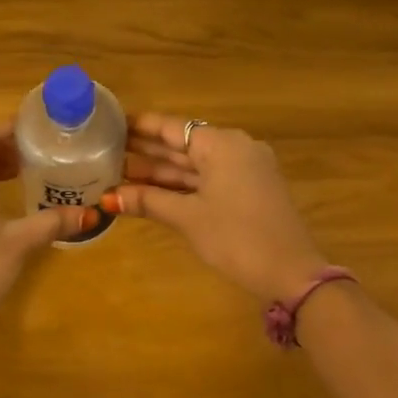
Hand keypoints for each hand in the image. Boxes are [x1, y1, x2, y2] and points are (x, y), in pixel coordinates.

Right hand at [101, 113, 331, 304]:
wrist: (292, 273)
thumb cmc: (236, 237)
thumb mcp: (188, 218)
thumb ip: (148, 201)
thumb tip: (108, 197)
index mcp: (221, 144)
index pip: (171, 126)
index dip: (139, 126)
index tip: (109, 124)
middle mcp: (235, 147)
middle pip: (182, 144)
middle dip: (146, 151)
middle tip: (105, 151)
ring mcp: (245, 169)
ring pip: (195, 164)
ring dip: (161, 171)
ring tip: (119, 172)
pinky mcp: (249, 189)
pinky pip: (208, 178)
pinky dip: (182, 184)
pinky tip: (153, 190)